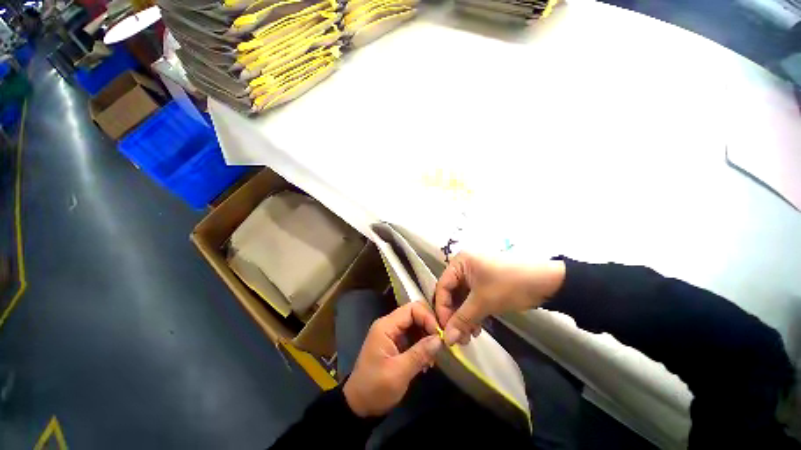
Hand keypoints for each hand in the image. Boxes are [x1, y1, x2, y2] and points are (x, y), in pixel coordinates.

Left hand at [343, 302, 441, 416]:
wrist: (359, 406)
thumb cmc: (375, 389)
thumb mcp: (399, 373)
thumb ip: (420, 353)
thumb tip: (440, 339)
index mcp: (386, 326)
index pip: (411, 309)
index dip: (427, 317)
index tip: (439, 335)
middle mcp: (389, 325)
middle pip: (414, 314)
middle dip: (429, 326)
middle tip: (440, 344)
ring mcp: (392, 333)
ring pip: (415, 325)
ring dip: (427, 337)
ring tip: (433, 357)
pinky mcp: (395, 343)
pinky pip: (412, 336)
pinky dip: (422, 345)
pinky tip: (427, 361)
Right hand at [434, 253, 565, 345]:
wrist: (547, 282)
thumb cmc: (509, 285)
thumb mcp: (483, 301)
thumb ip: (462, 319)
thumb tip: (446, 340)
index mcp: (459, 262)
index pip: (442, 286)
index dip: (442, 309)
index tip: (445, 330)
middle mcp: (464, 266)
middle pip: (451, 293)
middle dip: (454, 316)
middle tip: (457, 337)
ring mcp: (474, 275)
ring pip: (462, 298)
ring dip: (464, 317)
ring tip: (468, 337)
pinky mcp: (484, 283)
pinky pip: (472, 299)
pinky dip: (473, 313)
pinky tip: (476, 329)